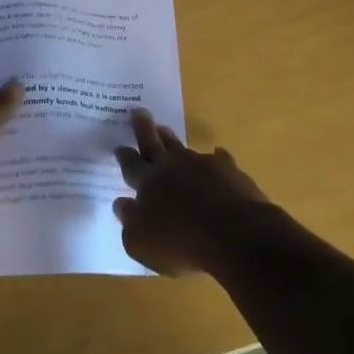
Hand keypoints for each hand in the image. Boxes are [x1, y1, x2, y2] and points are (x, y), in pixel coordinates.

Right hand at [114, 110, 270, 274]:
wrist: (235, 235)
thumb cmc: (181, 243)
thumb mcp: (142, 244)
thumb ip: (129, 223)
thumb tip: (121, 203)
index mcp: (148, 182)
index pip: (131, 165)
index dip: (124, 156)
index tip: (118, 145)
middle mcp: (172, 167)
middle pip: (153, 143)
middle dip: (143, 127)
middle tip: (137, 110)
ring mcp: (201, 165)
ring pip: (181, 147)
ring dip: (170, 139)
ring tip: (164, 129)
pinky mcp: (228, 171)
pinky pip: (219, 159)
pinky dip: (216, 157)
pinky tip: (218, 154)